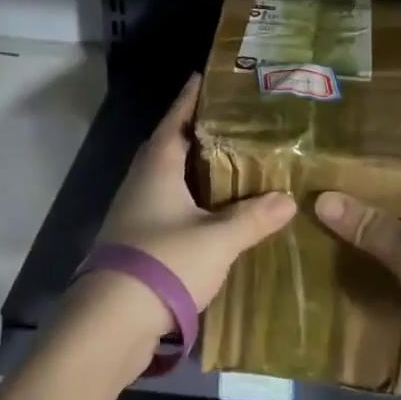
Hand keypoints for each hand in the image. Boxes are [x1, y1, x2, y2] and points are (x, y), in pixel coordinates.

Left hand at [77, 74, 294, 359]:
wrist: (111, 322)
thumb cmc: (164, 263)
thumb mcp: (218, 239)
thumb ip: (253, 218)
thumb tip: (288, 200)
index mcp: (158, 166)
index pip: (176, 119)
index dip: (191, 97)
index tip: (205, 77)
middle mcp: (142, 181)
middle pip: (170, 145)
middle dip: (197, 130)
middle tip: (232, 119)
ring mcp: (135, 211)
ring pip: (169, 177)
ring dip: (194, 167)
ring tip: (230, 160)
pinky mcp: (136, 240)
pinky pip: (168, 205)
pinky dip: (191, 199)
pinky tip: (213, 210)